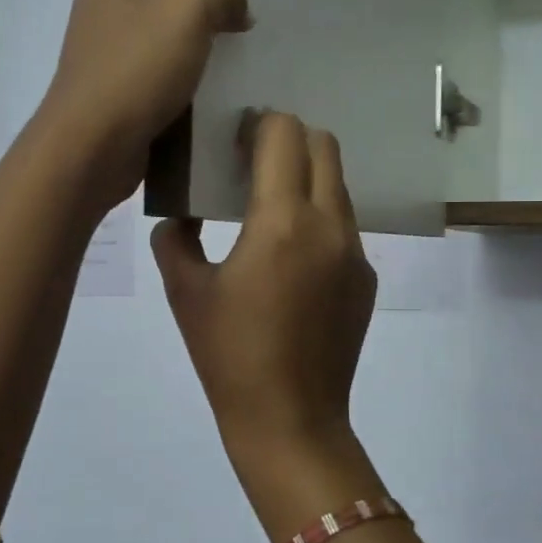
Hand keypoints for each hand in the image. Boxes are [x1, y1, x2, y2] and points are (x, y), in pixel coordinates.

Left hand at [38, 0, 249, 209]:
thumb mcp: (187, 11)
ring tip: (253, 11)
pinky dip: (197, 52)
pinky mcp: (128, 76)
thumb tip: (237, 5)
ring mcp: (117, 36)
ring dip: (205, 11)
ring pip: (168, 9)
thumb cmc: (134, 67)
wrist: (92, 147)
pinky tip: (233, 60)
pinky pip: (168, 52)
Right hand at [152, 113, 378, 470]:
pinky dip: (318, 218)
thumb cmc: (229, 355)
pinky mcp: (365, 278)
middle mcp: (329, 224)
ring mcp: (355, 252)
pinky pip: (344, 226)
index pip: (284, 134)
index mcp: (282, 221)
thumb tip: (182, 217)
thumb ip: (176, 239)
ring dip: (306, 178)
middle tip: (253, 162)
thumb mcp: (186, 292)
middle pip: (323, 146)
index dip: (258, 123)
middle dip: (289, 139)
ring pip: (338, 185)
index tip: (233, 138)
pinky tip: (291, 257)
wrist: (290, 419)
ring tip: (270, 207)